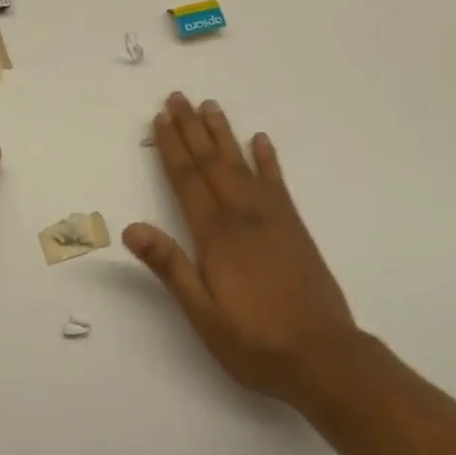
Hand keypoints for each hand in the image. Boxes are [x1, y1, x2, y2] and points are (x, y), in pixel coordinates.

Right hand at [126, 93, 360, 403]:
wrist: (324, 357)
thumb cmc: (255, 342)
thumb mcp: (203, 314)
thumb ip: (169, 267)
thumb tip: (131, 228)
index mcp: (216, 236)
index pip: (187, 180)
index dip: (172, 148)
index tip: (160, 118)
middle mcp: (243, 216)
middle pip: (212, 163)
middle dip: (192, 129)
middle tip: (178, 97)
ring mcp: (273, 219)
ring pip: (241, 164)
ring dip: (223, 134)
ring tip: (210, 106)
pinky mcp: (295, 228)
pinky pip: (277, 183)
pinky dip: (267, 159)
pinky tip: (260, 140)